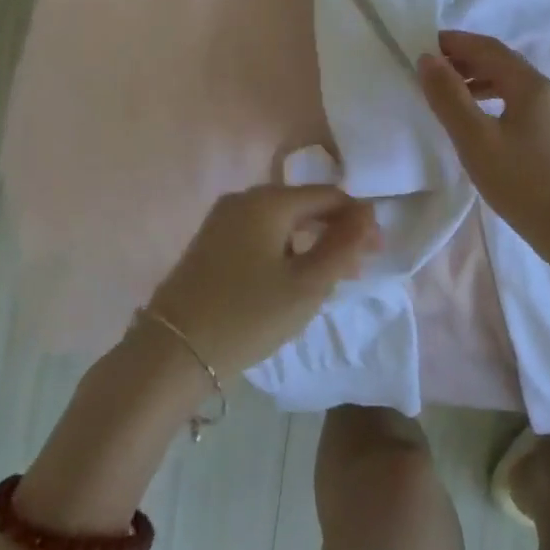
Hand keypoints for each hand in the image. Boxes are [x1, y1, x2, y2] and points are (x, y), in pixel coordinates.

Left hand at [148, 184, 378, 371]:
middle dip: (335, 232)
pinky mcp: (210, 243)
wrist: (171, 353)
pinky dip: (284, 250)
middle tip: (359, 268)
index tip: (379, 253)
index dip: (358, 220)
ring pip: (282, 222)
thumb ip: (342, 247)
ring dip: (311, 243)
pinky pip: (260, 235)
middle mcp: (244, 198)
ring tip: (330, 278)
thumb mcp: (306, 286)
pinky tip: (292, 278)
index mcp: (269, 201)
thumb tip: (368, 214)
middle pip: (304, 205)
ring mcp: (222, 220)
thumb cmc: (246, 316)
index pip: (328, 196)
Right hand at [418, 31, 549, 301]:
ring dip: (476, 81)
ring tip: (447, 95)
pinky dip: (491, 101)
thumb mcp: (477, 141)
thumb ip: (449, 97)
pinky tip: (478, 125)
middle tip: (429, 70)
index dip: (454, 42)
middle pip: (500, 62)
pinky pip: (517, 105)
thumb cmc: (526, 185)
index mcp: (528, 84)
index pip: (486, 47)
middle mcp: (545, 91)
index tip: (421, 46)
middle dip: (463, 60)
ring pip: (509, 84)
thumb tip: (427, 58)